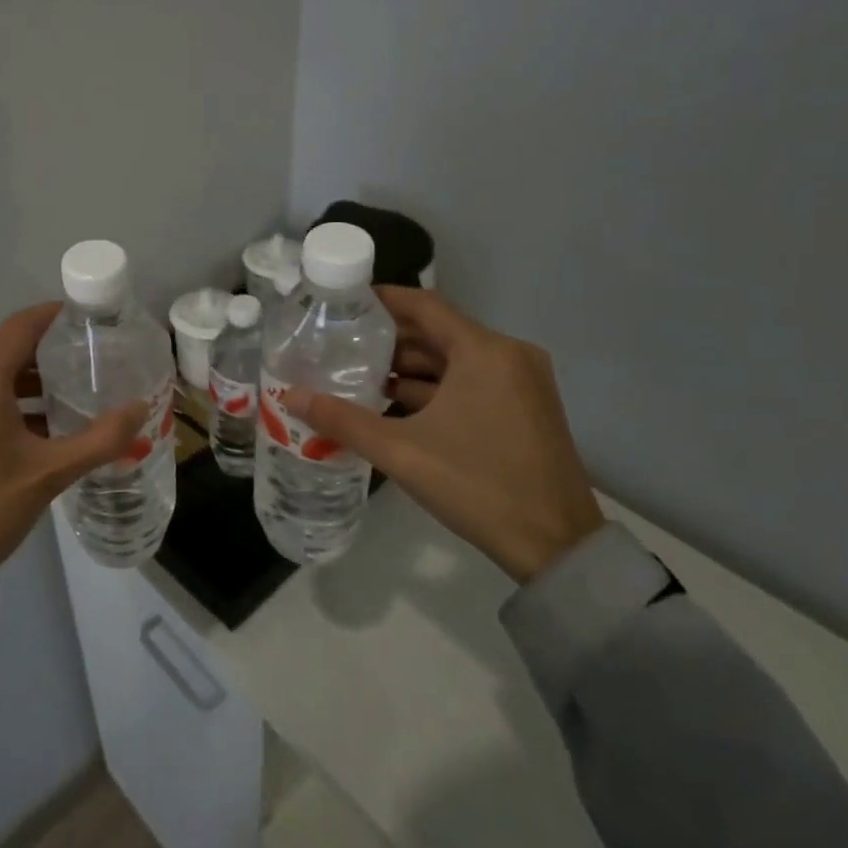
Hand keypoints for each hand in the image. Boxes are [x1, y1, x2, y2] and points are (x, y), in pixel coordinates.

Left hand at [0, 303, 150, 583]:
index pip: (22, 326)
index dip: (54, 317)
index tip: (86, 320)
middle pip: (5, 351)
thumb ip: (101, 438)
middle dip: (45, 357)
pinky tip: (26, 431)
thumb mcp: (50, 474)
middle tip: (86, 367)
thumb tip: (141, 408)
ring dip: (23, 385)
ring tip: (63, 404)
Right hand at [287, 287, 605, 583]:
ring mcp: (521, 382)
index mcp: (485, 352)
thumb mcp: (401, 451)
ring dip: (409, 367)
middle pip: (438, 331)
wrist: (557, 547)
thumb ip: (342, 419)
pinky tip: (394, 403)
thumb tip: (289, 397)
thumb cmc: (477, 486)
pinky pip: (471, 381)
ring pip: (454, 359)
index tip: (342, 302)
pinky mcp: (525, 408)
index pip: (424, 305)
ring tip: (358, 374)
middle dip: (388, 338)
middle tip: (340, 342)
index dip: (382, 300)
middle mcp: (508, 355)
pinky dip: (434, 387)